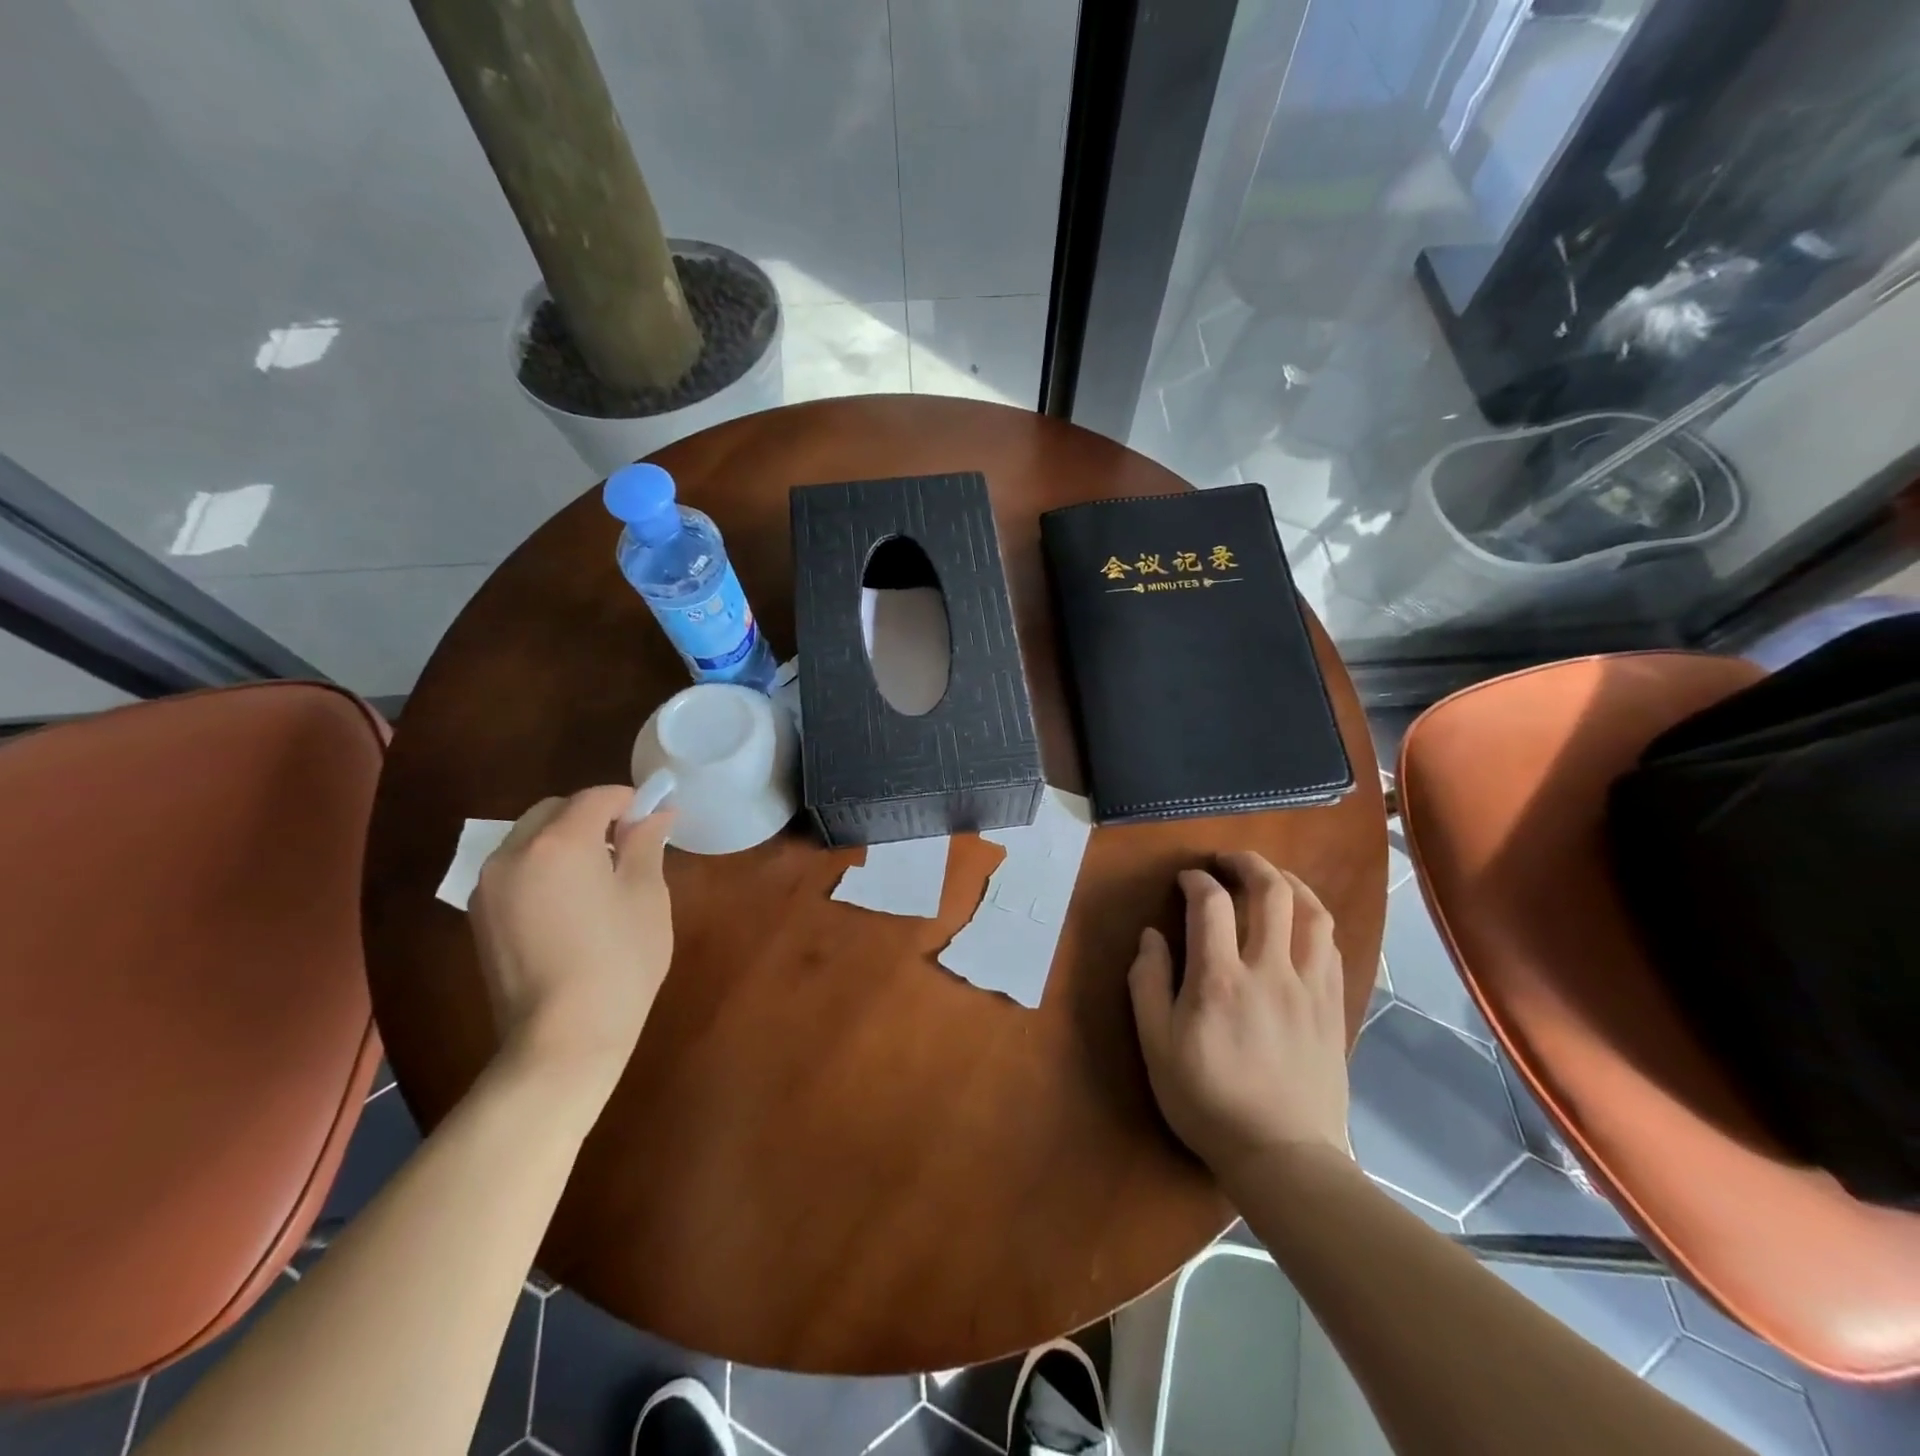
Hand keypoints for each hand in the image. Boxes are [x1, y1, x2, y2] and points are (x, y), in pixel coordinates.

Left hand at [470, 786, 673, 1087]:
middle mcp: (514, 852)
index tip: (652, 819)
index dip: (628, 800)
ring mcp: (489, 886)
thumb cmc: (619, 961)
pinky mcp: (479, 916)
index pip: (596, 797)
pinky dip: (542, 866)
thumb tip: (657, 813)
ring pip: (529, 837)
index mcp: (559, 842)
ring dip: (563, 839)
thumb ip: (646, 844)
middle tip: (627, 844)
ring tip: (598, 874)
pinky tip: (569, 901)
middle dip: (591, 815)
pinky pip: (515, 868)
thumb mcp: (646, 896)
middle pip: (555, 810)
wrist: (562, 1038)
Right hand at [1128, 852, 1349, 1183]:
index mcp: (1219, 978)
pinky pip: (1331, 946)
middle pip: (1271, 892)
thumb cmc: (1207, 1101)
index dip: (1197, 880)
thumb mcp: (1156, 1046)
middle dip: (1248, 863)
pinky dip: (1313, 920)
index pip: (1212, 903)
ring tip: (1270, 879)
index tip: (1186, 880)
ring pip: (1312, 912)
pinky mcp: (1333, 1006)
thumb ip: (1148, 983)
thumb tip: (1152, 936)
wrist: (1283, 1156)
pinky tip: (1300, 924)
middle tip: (1228, 861)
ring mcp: (1308, 987)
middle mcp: (1269, 970)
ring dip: (1289, 883)